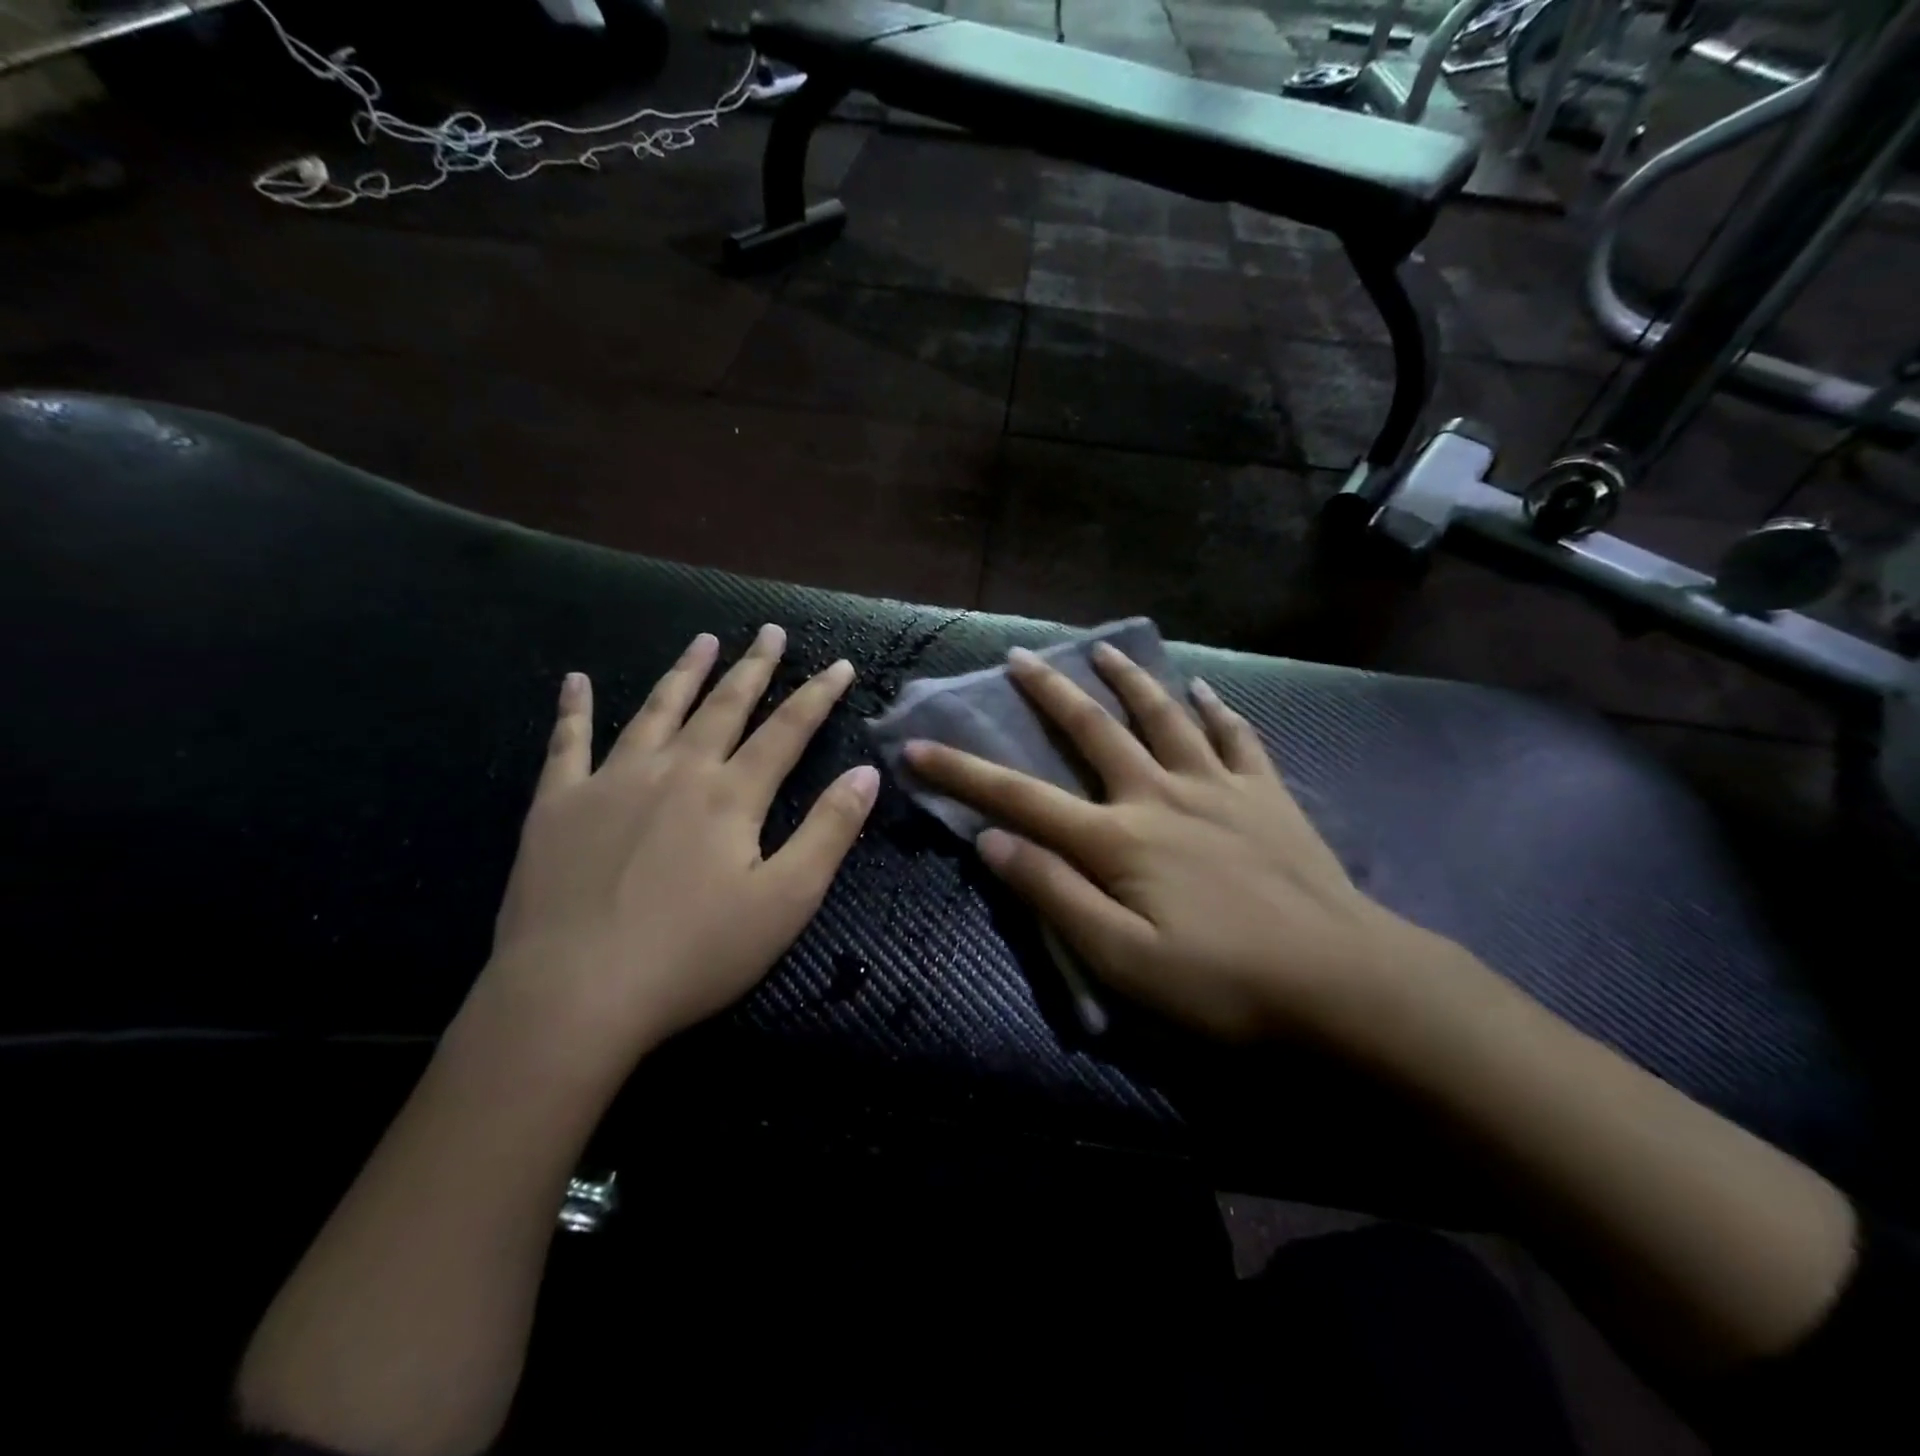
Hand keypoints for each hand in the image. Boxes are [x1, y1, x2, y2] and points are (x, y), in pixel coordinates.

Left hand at [479, 625, 879, 1071]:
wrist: (574, 995)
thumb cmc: (694, 955)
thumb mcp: (785, 901)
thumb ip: (829, 832)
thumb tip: (867, 775)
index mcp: (731, 795)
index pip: (787, 730)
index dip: (817, 695)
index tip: (839, 664)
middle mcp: (675, 771)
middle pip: (723, 707)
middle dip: (753, 667)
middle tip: (769, 630)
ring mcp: (611, 782)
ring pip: (656, 711)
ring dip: (684, 673)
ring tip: (704, 641)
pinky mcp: (558, 805)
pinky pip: (568, 744)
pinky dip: (574, 709)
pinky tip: (576, 680)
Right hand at [904, 644, 1448, 1047]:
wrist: (1344, 982)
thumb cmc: (1223, 983)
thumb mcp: (1122, 960)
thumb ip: (1055, 895)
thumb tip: (992, 841)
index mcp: (1117, 839)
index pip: (1020, 798)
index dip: (963, 773)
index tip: (917, 747)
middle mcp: (1160, 795)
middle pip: (1093, 731)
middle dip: (1048, 693)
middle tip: (1019, 656)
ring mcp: (1218, 788)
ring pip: (1165, 716)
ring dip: (1129, 680)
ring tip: (1103, 650)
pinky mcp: (1266, 796)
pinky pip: (1236, 738)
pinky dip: (1216, 710)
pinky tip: (1204, 690)